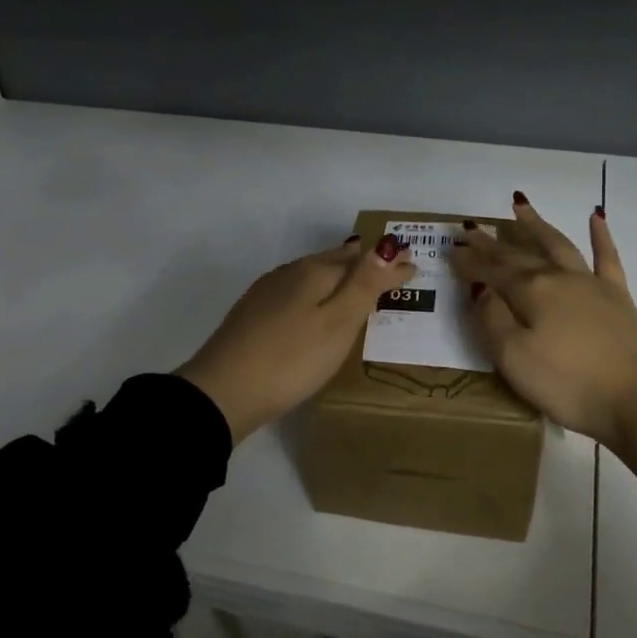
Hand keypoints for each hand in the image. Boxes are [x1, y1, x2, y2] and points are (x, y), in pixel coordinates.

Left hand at [177, 234, 416, 445]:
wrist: (222, 391)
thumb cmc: (291, 360)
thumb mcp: (337, 324)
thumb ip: (363, 285)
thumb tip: (387, 246)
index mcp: (314, 272)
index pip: (361, 260)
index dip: (388, 264)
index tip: (414, 264)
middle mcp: (290, 273)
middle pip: (334, 261)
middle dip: (364, 262)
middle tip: (390, 264)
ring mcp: (267, 292)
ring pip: (312, 274)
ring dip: (339, 273)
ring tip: (358, 278)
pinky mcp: (253, 313)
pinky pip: (296, 290)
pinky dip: (316, 290)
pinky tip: (314, 302)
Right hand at [452, 198, 636, 446]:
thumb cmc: (567, 384)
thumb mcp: (513, 358)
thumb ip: (492, 320)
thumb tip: (482, 289)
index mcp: (530, 292)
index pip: (491, 271)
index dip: (469, 261)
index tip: (451, 250)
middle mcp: (558, 278)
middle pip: (518, 255)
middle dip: (492, 243)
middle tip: (471, 229)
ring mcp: (591, 284)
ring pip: (558, 244)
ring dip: (537, 225)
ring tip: (519, 205)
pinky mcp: (619, 297)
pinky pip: (607, 257)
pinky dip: (600, 235)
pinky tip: (596, 216)